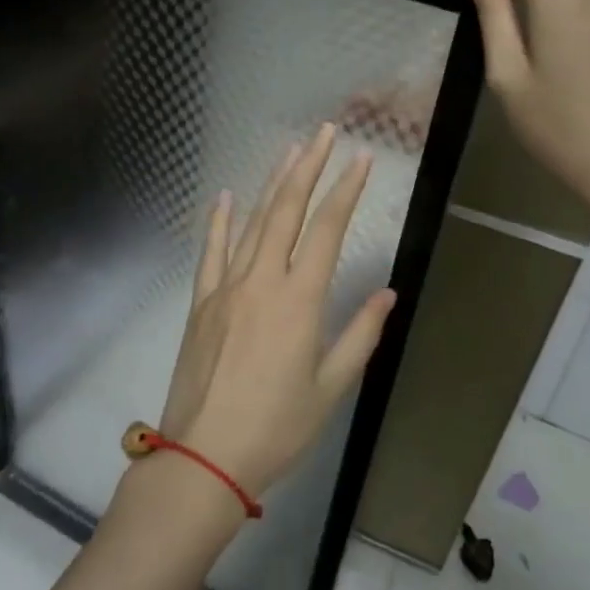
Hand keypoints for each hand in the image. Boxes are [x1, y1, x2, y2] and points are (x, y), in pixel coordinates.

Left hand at [155, 123, 397, 501]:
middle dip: (308, 167)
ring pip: (251, 222)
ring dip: (271, 183)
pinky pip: (210, 251)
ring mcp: (226, 287)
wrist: (204, 456)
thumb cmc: (277, 427)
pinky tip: (224, 196)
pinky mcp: (201, 301)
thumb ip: (360, 335)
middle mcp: (262, 280)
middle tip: (325, 133)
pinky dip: (218, 220)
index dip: (346, 190)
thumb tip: (388, 294)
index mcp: (299, 300)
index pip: (328, 229)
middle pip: (287, 210)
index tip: (361, 159)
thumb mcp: (330, 387)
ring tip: (289, 151)